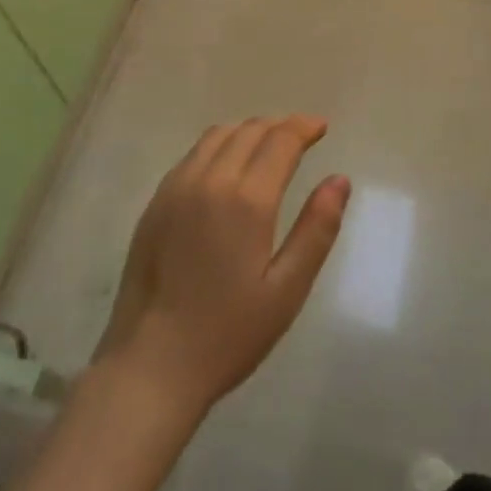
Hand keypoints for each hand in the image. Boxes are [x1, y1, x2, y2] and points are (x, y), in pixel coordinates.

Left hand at [94, 115, 349, 418]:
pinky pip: (193, 154)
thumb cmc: (227, 334)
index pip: (280, 140)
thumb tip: (339, 180)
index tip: (321, 127)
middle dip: (280, 125)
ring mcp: (177, 187)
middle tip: (302, 135)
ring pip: (218, 135)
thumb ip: (316, 230)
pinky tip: (228, 165)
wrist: (150, 365)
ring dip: (249, 130)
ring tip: (268, 144)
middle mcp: (210, 180)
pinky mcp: (156, 202)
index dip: (304, 126)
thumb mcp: (287, 290)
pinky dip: (220, 144)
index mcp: (246, 199)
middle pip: (250, 130)